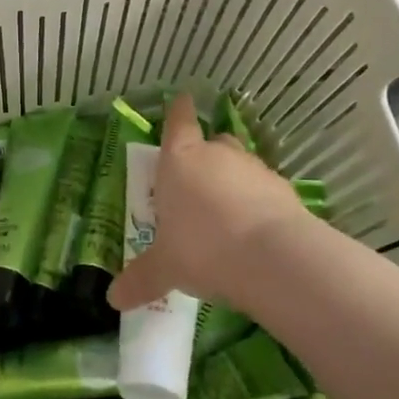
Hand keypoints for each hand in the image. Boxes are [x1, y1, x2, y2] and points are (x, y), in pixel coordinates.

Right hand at [108, 94, 309, 316]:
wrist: (271, 258)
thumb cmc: (201, 248)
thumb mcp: (165, 267)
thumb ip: (141, 278)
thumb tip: (113, 299)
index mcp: (180, 161)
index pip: (178, 123)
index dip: (178, 111)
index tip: (182, 98)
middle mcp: (217, 156)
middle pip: (213, 142)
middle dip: (206, 156)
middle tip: (197, 182)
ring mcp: (255, 170)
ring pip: (241, 166)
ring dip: (235, 182)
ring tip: (227, 215)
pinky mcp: (285, 192)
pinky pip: (266, 192)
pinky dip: (260, 204)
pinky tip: (255, 233)